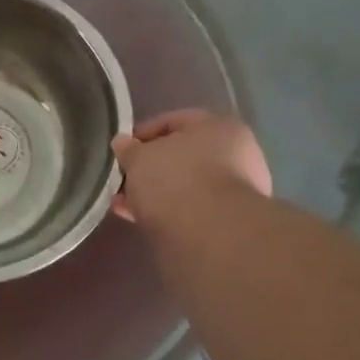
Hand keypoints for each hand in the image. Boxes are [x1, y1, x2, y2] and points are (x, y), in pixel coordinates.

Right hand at [110, 110, 270, 229]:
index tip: (122, 150)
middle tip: (124, 179)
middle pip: (182, 156)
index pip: (174, 121)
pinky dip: (168, 212)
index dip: (143, 133)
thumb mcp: (140, 158)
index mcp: (220, 127)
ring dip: (156, 192)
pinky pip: (192, 210)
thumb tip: (122, 143)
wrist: (211, 238)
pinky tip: (141, 220)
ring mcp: (238, 193)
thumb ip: (129, 149)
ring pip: (186, 186)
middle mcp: (238, 155)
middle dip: (150, 168)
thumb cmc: (176, 180)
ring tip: (125, 205)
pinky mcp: (231, 224)